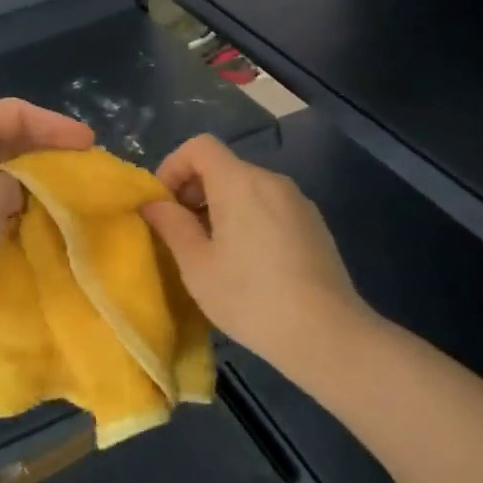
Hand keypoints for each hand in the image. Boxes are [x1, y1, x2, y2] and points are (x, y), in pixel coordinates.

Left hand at [0, 98, 94, 316]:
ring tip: (61, 205)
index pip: (16, 113)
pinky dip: (6, 217)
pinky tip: (28, 231)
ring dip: (26, 191)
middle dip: (44, 158)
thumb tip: (19, 197)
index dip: (55, 125)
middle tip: (79, 175)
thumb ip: (20, 186)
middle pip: (6, 144)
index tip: (88, 146)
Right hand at [139, 134, 370, 372]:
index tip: (163, 204)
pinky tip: (249, 264)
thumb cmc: (251, 298)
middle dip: (194, 191)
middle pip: (223, 167)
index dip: (173, 166)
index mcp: (239, 182)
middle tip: (182, 233)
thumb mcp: (197, 266)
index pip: (199, 146)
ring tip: (213, 252)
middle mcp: (271, 181)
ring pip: (247, 188)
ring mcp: (298, 202)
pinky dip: (248, 219)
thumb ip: (172, 226)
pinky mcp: (314, 225)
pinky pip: (270, 207)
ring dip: (221, 208)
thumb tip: (154, 204)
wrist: (328, 335)